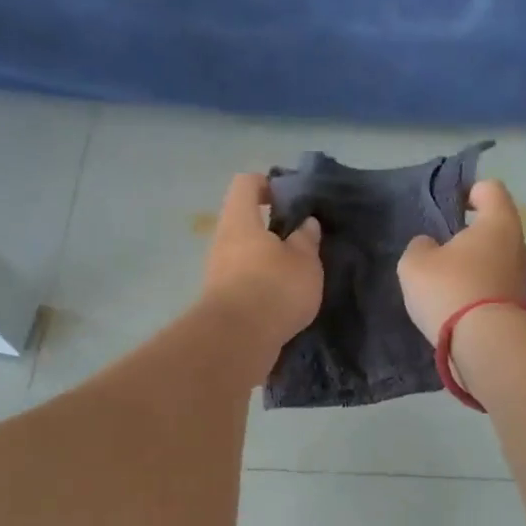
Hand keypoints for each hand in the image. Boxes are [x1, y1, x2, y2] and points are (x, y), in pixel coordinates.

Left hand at [200, 174, 323, 368]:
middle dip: (274, 228)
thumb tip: (306, 224)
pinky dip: (264, 284)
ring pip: (246, 253)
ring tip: (299, 272)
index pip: (247, 183)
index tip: (293, 198)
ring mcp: (218, 272)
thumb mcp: (304, 261)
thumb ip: (306, 239)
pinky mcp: (222, 300)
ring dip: (270, 259)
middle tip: (304, 239)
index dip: (269, 184)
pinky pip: (245, 281)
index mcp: (240, 220)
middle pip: (246, 221)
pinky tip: (286, 298)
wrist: (237, 341)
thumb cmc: (273, 288)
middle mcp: (223, 241)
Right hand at [397, 179, 525, 342]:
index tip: (447, 207)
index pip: (490, 189)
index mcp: (499, 223)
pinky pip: (495, 288)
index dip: (468, 191)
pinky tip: (455, 307)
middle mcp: (519, 246)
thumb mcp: (416, 263)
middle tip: (441, 249)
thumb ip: (420, 247)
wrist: (487, 346)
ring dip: (474, 267)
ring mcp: (523, 279)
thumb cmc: (451, 289)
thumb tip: (430, 247)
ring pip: (496, 261)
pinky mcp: (519, 308)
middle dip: (470, 235)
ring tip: (445, 283)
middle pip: (495, 228)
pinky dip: (477, 292)